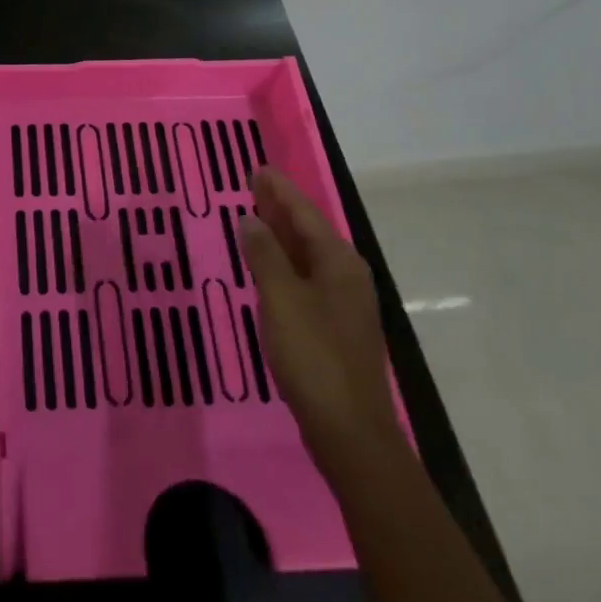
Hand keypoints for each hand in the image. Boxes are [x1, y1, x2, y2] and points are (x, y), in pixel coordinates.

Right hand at [238, 167, 400, 460]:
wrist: (350, 432)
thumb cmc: (314, 356)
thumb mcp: (282, 299)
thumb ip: (265, 256)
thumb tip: (250, 220)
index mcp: (339, 263)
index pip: (305, 213)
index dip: (279, 190)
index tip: (258, 169)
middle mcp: (346, 276)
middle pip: (309, 231)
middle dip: (281, 208)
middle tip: (253, 185)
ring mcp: (344, 304)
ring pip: (308, 256)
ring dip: (282, 235)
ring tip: (255, 216)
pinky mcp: (335, 328)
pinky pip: (306, 278)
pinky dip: (285, 263)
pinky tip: (268, 268)